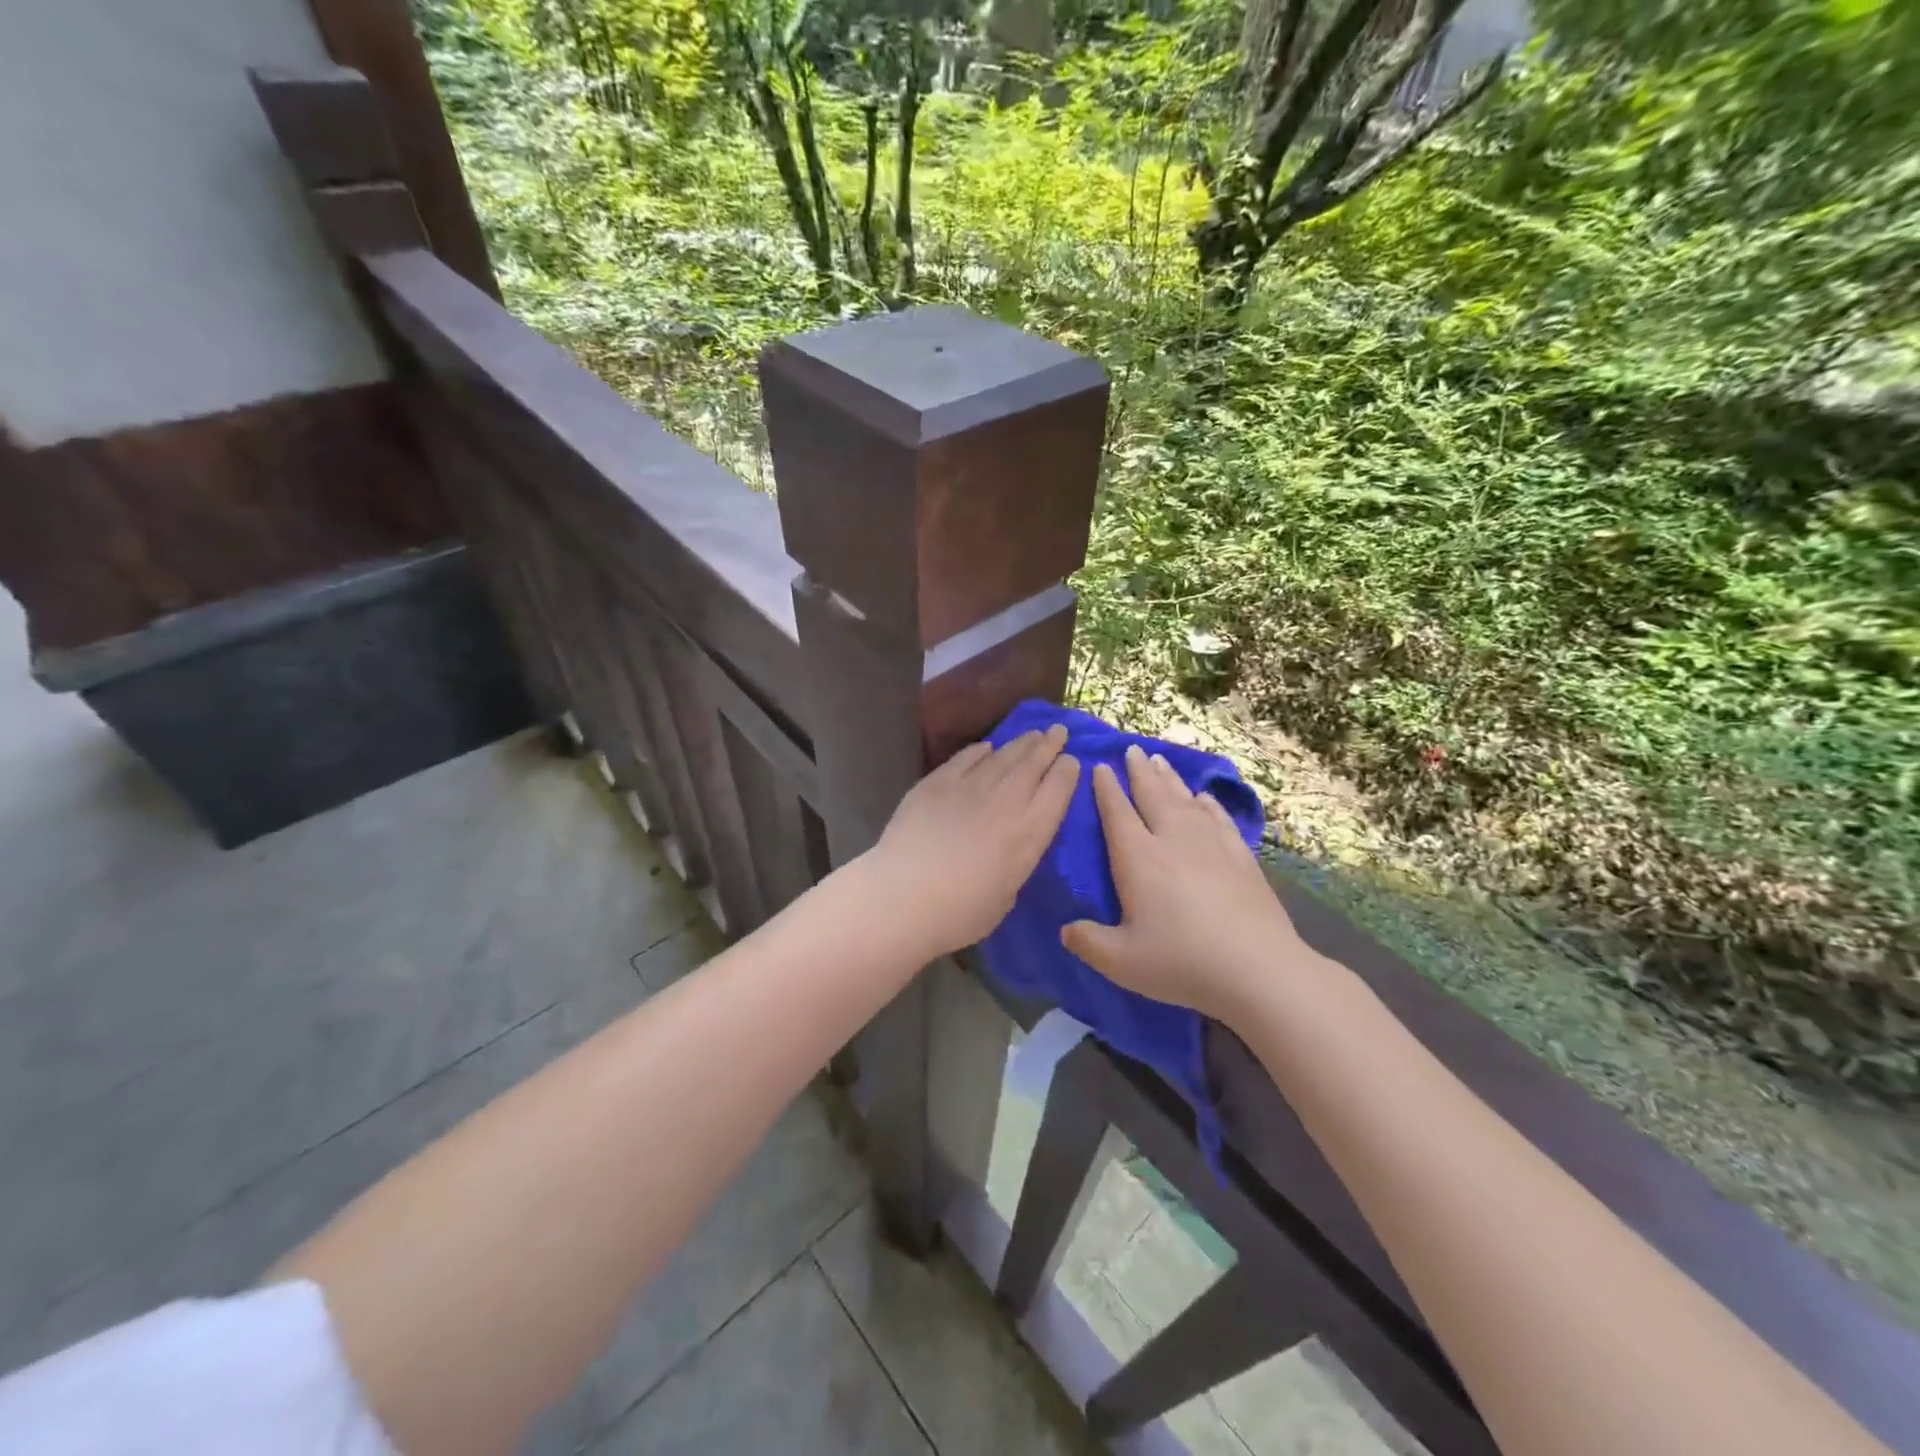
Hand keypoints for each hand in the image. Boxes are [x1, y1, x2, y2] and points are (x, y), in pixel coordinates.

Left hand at [860, 726, 1079, 960]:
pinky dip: (979, 750)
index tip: (1071, 760)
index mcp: (1029, 832)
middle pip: (1033, 764)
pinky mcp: (937, 782)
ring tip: (1033, 733)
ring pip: (1003, 755)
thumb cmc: (960, 913)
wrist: (904, 897)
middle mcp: (1006, 801)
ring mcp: (970, 786)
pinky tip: (986, 747)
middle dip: (1049, 745)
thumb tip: (1011, 846)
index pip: (1058, 790)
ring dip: (1021, 743)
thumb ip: (1016, 862)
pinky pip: (965, 758)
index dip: (1067, 772)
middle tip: (1058, 731)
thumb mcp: (1007, 894)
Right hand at [1062, 745, 1307, 1023]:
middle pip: (1152, 796)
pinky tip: (1204, 798)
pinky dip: (1208, 805)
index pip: (1117, 813)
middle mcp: (1172, 841)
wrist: (1257, 969)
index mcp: (1138, 859)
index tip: (1099, 766)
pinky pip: (1219, 819)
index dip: (1106, 789)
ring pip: (1185, 801)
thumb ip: (1088, 943)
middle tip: (1132, 750)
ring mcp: (1211, 845)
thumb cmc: (1181, 962)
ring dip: (1170, 779)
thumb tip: (1066, 930)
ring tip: (1160, 761)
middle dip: (1139, 772)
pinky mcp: (1241, 857)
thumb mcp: (1121, 962)